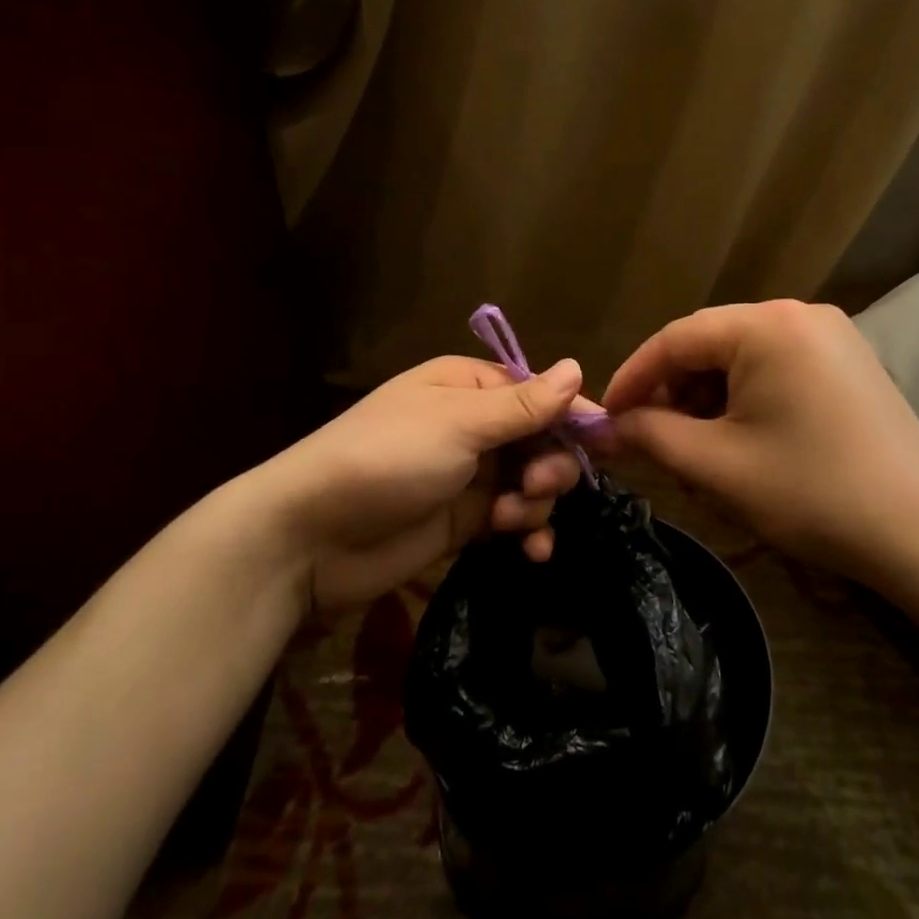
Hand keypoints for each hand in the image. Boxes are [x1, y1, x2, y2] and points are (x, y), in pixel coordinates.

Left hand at [263, 355, 587, 609]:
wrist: (310, 537)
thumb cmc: (386, 459)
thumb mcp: (458, 424)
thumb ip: (522, 405)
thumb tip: (577, 368)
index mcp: (468, 387)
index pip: (538, 393)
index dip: (573, 415)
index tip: (608, 442)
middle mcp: (472, 426)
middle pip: (541, 439)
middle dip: (551, 463)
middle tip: (538, 485)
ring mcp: (468, 475)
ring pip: (532, 481)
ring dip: (536, 501)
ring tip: (512, 518)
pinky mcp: (463, 521)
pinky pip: (514, 519)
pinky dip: (528, 531)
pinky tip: (531, 550)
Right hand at [600, 301, 918, 592]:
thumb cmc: (811, 493)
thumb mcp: (716, 466)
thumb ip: (649, 436)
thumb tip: (600, 429)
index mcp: (767, 325)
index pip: (676, 338)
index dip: (633, 377)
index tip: (606, 418)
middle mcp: (800, 313)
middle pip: (710, 343)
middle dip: (672, 390)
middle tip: (649, 438)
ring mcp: (831, 336)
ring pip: (743, 357)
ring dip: (707, 397)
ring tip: (694, 446)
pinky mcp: (849, 362)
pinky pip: (777, 367)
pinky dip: (746, 397)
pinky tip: (740, 438)